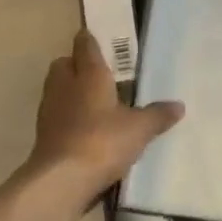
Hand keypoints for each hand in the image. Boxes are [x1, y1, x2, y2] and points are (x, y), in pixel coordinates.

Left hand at [30, 31, 182, 193]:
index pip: (85, 45)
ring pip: (57, 89)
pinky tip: (84, 130)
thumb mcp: (139, 129)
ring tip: (94, 103)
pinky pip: (55, 115)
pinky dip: (66, 117)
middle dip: (76, 65)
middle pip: (64, 64)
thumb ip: (158, 115)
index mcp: (89, 73)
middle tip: (98, 74)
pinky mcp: (42, 135)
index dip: (90, 40)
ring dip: (70, 91)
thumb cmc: (102, 141)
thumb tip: (179, 105)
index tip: (98, 39)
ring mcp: (50, 110)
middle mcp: (65, 84)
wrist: (60, 181)